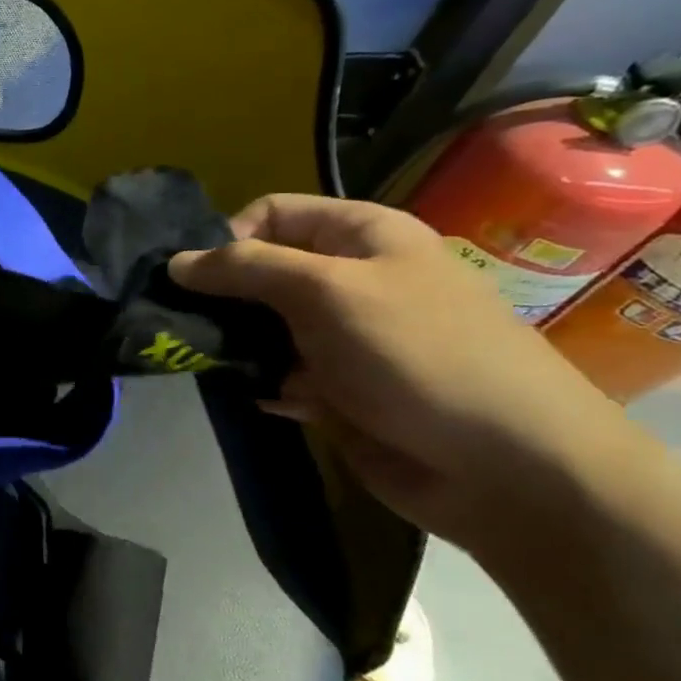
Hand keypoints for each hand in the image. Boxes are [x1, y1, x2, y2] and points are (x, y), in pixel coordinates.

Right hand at [169, 194, 636, 550]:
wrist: (504, 466)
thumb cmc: (416, 354)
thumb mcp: (327, 291)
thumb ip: (246, 268)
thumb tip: (176, 261)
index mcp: (360, 236)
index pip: (270, 214)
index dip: (226, 238)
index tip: (190, 281)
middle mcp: (350, 280)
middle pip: (262, 272)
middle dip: (222, 297)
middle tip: (182, 325)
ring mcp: (344, 338)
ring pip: (264, 327)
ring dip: (236, 344)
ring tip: (209, 364)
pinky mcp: (338, 391)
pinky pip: (279, 375)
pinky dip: (263, 384)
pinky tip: (261, 398)